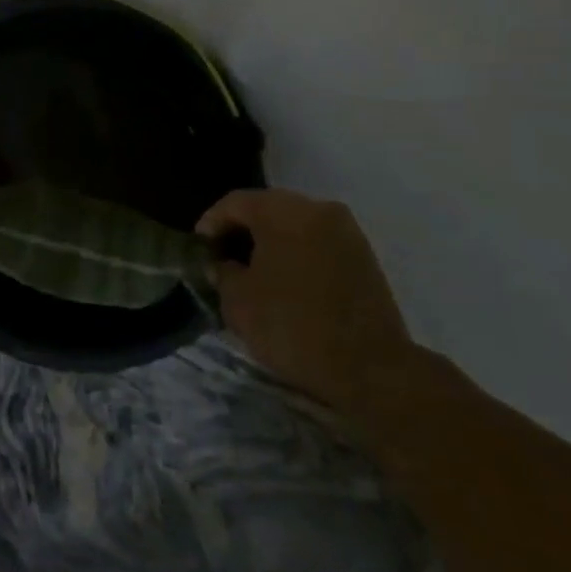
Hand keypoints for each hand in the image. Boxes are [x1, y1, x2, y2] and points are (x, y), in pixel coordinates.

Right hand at [197, 188, 416, 415]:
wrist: (370, 369)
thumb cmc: (293, 326)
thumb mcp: (238, 301)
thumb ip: (222, 272)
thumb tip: (223, 264)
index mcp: (283, 211)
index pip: (234, 203)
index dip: (210, 223)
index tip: (200, 250)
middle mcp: (318, 209)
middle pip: (267, 208)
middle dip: (241, 231)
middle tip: (222, 259)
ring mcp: (347, 231)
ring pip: (295, 225)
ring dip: (271, 243)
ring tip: (253, 273)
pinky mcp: (364, 256)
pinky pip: (318, 243)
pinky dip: (297, 254)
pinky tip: (285, 283)